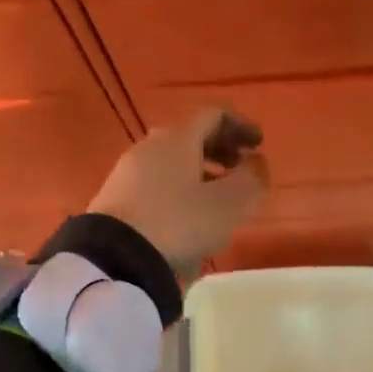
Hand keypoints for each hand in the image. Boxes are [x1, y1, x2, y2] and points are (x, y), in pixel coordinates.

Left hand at [88, 109, 267, 266]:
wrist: (114, 256)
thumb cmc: (180, 222)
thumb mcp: (230, 204)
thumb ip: (252, 178)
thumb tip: (255, 162)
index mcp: (178, 137)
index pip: (214, 114)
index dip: (241, 125)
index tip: (259, 145)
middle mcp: (150, 146)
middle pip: (190, 136)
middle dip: (220, 149)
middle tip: (241, 169)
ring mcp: (128, 171)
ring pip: (172, 161)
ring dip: (200, 171)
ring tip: (217, 198)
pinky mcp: (114, 197)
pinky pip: (155, 182)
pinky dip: (179, 188)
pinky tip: (186, 216)